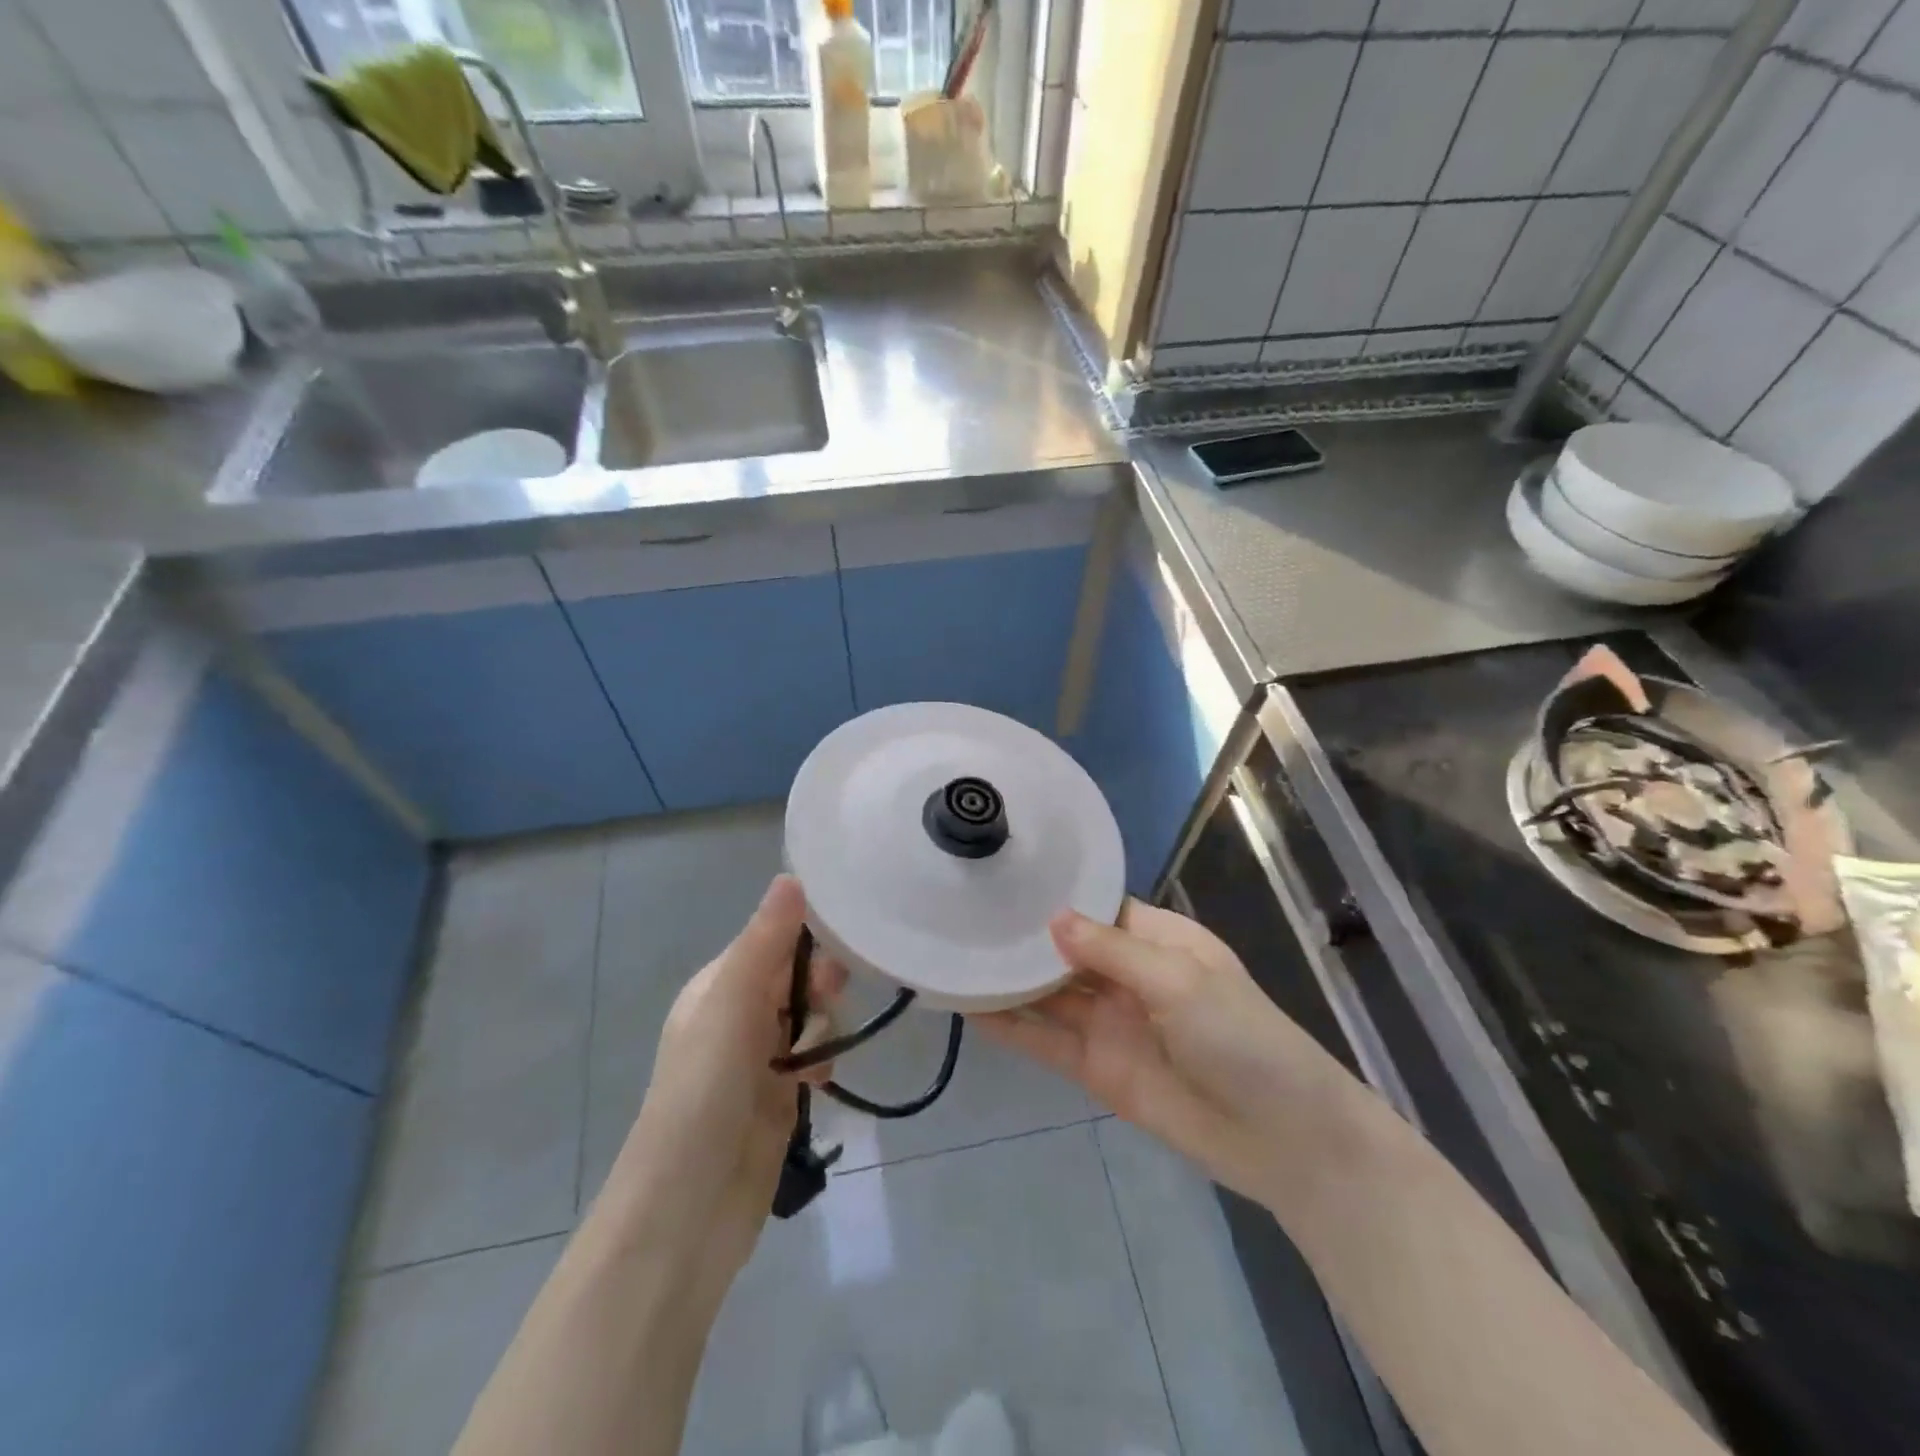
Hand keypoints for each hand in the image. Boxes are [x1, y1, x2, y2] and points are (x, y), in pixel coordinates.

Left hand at [601, 875, 843, 1293]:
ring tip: (814, 1055)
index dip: (808, 938)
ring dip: (821, 1027)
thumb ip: (766, 941)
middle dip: (818, 984)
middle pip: (795, 977)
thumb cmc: (705, 1092)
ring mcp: (756, 1059)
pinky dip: (819, 1062)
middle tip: (830, 998)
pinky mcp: (776, 1097)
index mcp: (717, 986)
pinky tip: (817, 1082)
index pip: (773, 939)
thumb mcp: (733, 1006)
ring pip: (808, 1018)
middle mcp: (735, 1016)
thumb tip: (791, 876)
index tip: (840, 948)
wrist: (688, 1207)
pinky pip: (811, 1058)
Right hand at [979, 899, 1347, 1202]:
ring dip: (1009, 980)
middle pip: (1066, 950)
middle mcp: (1128, 976)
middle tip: (965, 913)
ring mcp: (1109, 1023)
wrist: (1281, 1140)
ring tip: (957, 955)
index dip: (1056, 896)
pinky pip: (1046, 1041)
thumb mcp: (1181, 982)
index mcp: (1158, 940)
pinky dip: (1012, 1027)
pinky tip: (971, 1008)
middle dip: (1024, 937)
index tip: (1005, 878)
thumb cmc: (1242, 1039)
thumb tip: (1052, 919)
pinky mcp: (1096, 1068)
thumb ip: (1112, 951)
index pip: (1097, 907)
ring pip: (1048, 994)